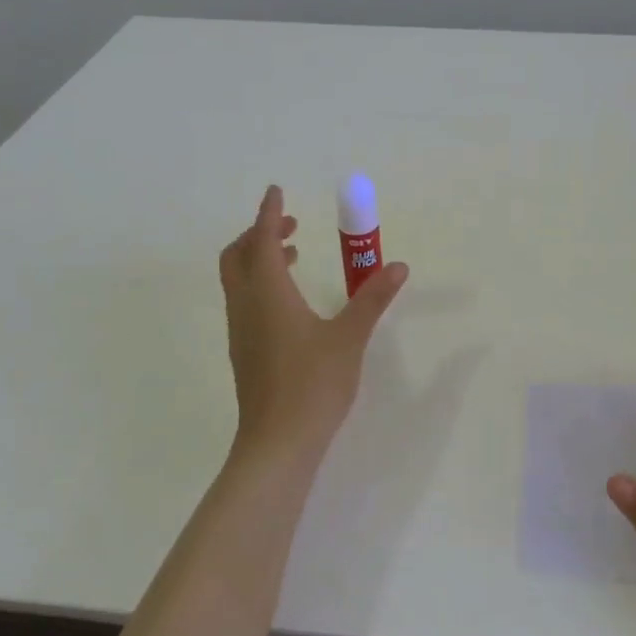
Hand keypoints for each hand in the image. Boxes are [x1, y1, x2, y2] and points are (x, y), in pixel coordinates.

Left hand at [219, 185, 407, 467]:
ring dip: (259, 259)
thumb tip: (398, 267)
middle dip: (259, 233)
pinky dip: (261, 284)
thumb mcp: (349, 338)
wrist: (277, 444)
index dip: (269, 213)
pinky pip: (245, 301)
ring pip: (239, 280)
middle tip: (290, 226)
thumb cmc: (313, 385)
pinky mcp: (244, 352)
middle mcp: (247, 306)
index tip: (276, 191)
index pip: (261, 240)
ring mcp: (241, 331)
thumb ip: (372, 299)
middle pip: (237, 256)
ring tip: (294, 256)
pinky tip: (291, 302)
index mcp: (269, 294)